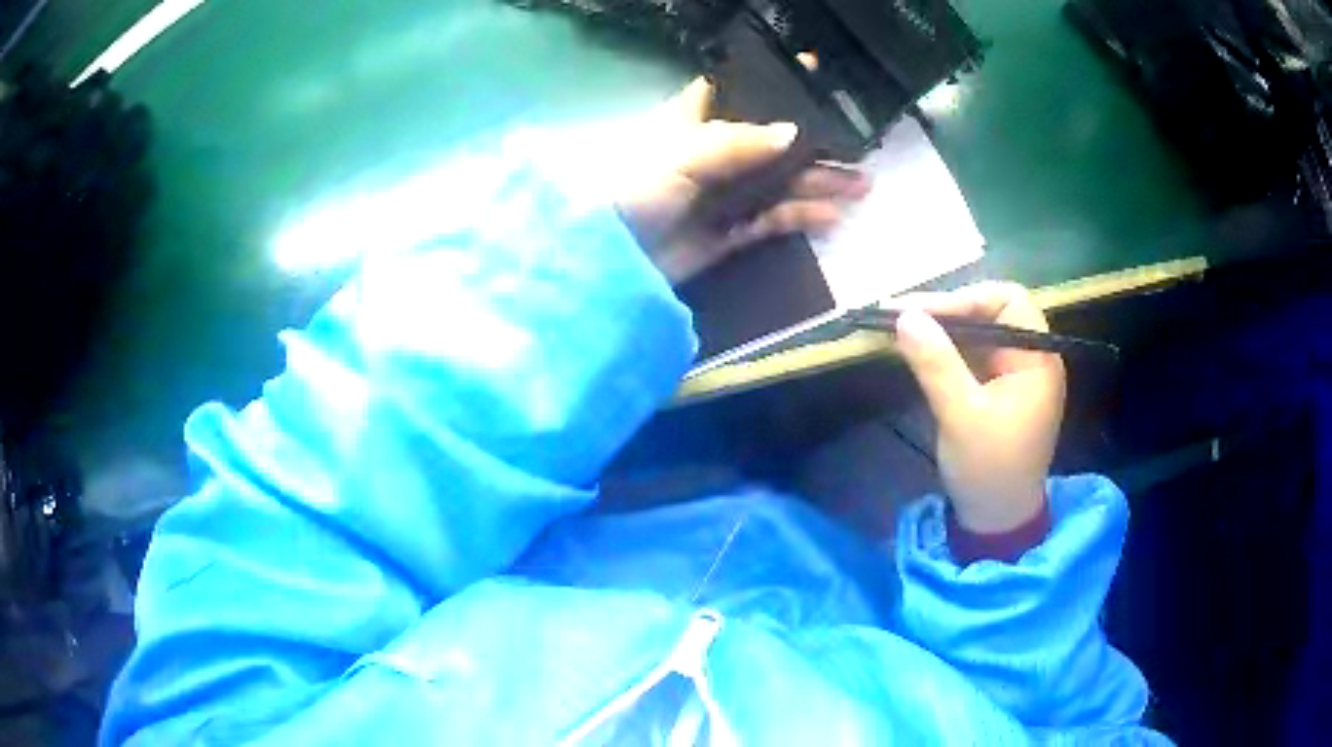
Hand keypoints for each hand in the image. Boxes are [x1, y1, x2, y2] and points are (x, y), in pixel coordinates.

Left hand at [616, 78, 869, 283]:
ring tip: (863, 183)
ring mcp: (727, 193)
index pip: (738, 92)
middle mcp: (716, 152)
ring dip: (821, 181)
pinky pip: (775, 218)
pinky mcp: (733, 230)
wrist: (615, 259)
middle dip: (815, 142)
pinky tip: (835, 214)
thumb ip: (737, 141)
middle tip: (859, 144)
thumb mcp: (682, 153)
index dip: (773, 85)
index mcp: (695, 121)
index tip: (816, 79)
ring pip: (782, 181)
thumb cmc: (638, 188)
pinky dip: (803, 216)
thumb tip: (793, 132)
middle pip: (773, 141)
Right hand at [893, 282, 1065, 533]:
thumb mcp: (961, 415)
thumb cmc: (989, 469)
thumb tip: (905, 316)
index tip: (921, 312)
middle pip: (993, 311)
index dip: (965, 299)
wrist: (996, 519)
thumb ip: (936, 364)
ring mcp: (1015, 373)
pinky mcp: (999, 388)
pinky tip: (921, 351)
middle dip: (949, 311)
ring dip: (944, 328)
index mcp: (1037, 358)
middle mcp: (1031, 357)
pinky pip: (974, 354)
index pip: (1007, 301)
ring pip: (980, 331)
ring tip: (904, 329)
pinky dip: (948, 349)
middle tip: (904, 317)